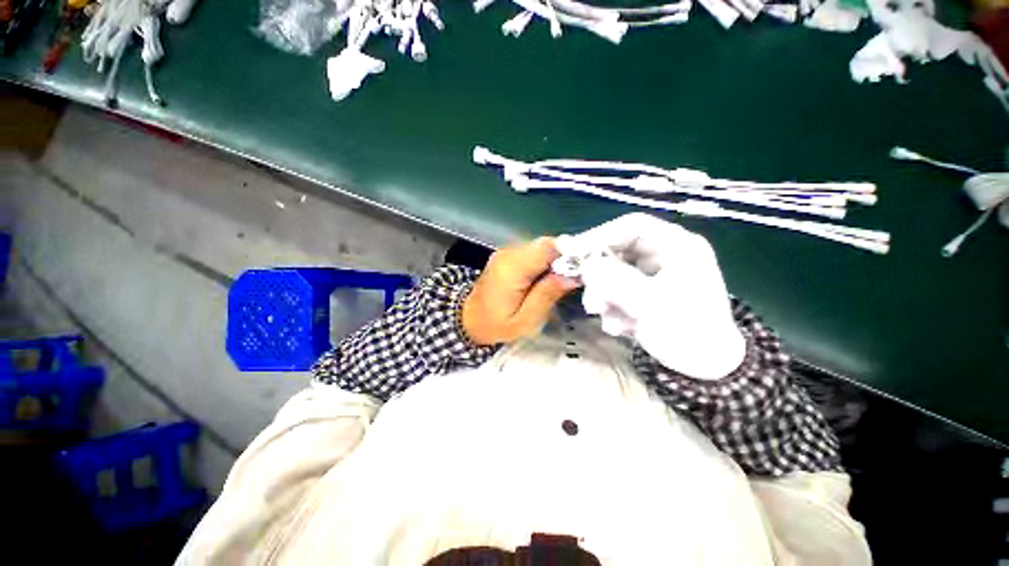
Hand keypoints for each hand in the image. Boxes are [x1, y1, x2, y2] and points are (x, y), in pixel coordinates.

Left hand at [462, 238, 580, 345]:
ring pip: (541, 247)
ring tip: (565, 279)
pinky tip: (549, 278)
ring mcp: (507, 252)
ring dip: (557, 260)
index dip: (569, 253)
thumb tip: (572, 276)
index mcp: (512, 268)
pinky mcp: (508, 256)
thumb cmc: (496, 325)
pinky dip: (546, 262)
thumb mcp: (525, 320)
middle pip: (546, 244)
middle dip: (566, 257)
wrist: (469, 319)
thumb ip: (547, 296)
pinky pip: (533, 253)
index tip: (584, 268)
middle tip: (577, 277)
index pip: (547, 247)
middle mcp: (509, 253)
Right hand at [560, 213, 744, 379]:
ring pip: (613, 274)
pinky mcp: (644, 293)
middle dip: (600, 277)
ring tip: (606, 318)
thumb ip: (613, 280)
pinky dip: (612, 308)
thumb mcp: (649, 304)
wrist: (707, 368)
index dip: (600, 235)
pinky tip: (619, 327)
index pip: (632, 225)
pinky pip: (617, 291)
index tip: (574, 252)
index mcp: (677, 246)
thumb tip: (583, 264)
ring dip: (604, 296)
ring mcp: (652, 275)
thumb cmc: (688, 331)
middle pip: (618, 252)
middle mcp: (663, 255)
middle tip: (590, 298)